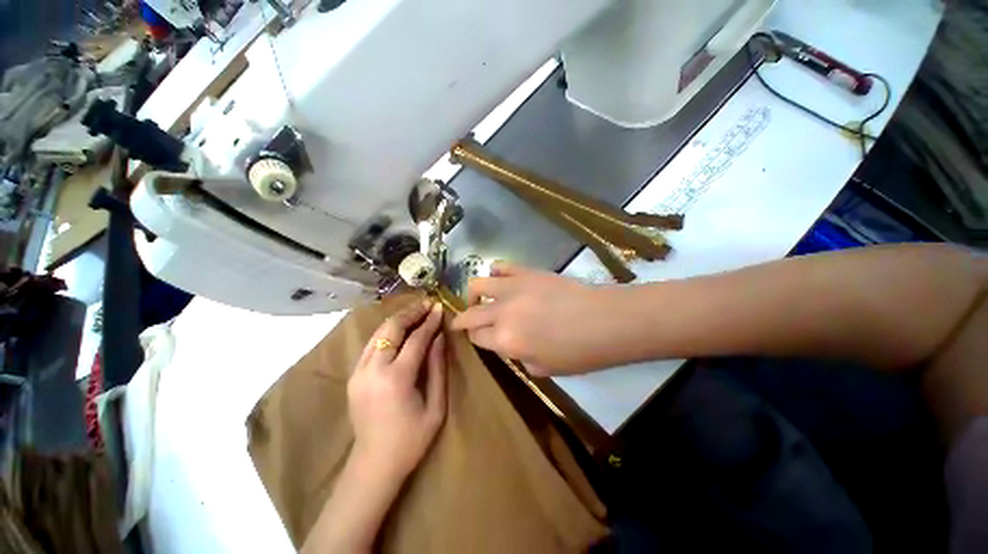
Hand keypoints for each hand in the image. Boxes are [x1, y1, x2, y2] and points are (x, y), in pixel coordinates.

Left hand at [348, 300, 447, 479]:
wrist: (374, 465)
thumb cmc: (412, 439)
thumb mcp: (436, 406)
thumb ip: (438, 368)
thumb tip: (440, 337)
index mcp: (396, 379)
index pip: (416, 339)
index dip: (429, 321)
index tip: (439, 307)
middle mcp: (373, 370)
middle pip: (391, 329)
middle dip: (411, 313)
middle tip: (427, 303)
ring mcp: (358, 373)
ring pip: (378, 333)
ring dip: (398, 319)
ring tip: (415, 310)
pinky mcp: (353, 376)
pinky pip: (371, 344)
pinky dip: (386, 331)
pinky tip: (399, 328)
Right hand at [450, 262, 618, 375]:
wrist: (604, 320)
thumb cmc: (578, 353)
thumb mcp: (543, 368)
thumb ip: (519, 357)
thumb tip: (511, 344)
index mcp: (505, 340)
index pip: (476, 337)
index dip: (476, 338)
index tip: (480, 338)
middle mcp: (501, 312)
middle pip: (469, 314)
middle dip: (462, 319)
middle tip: (465, 321)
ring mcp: (512, 288)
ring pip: (477, 285)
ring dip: (474, 294)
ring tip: (480, 298)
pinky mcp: (526, 272)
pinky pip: (501, 266)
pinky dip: (496, 273)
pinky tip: (501, 280)